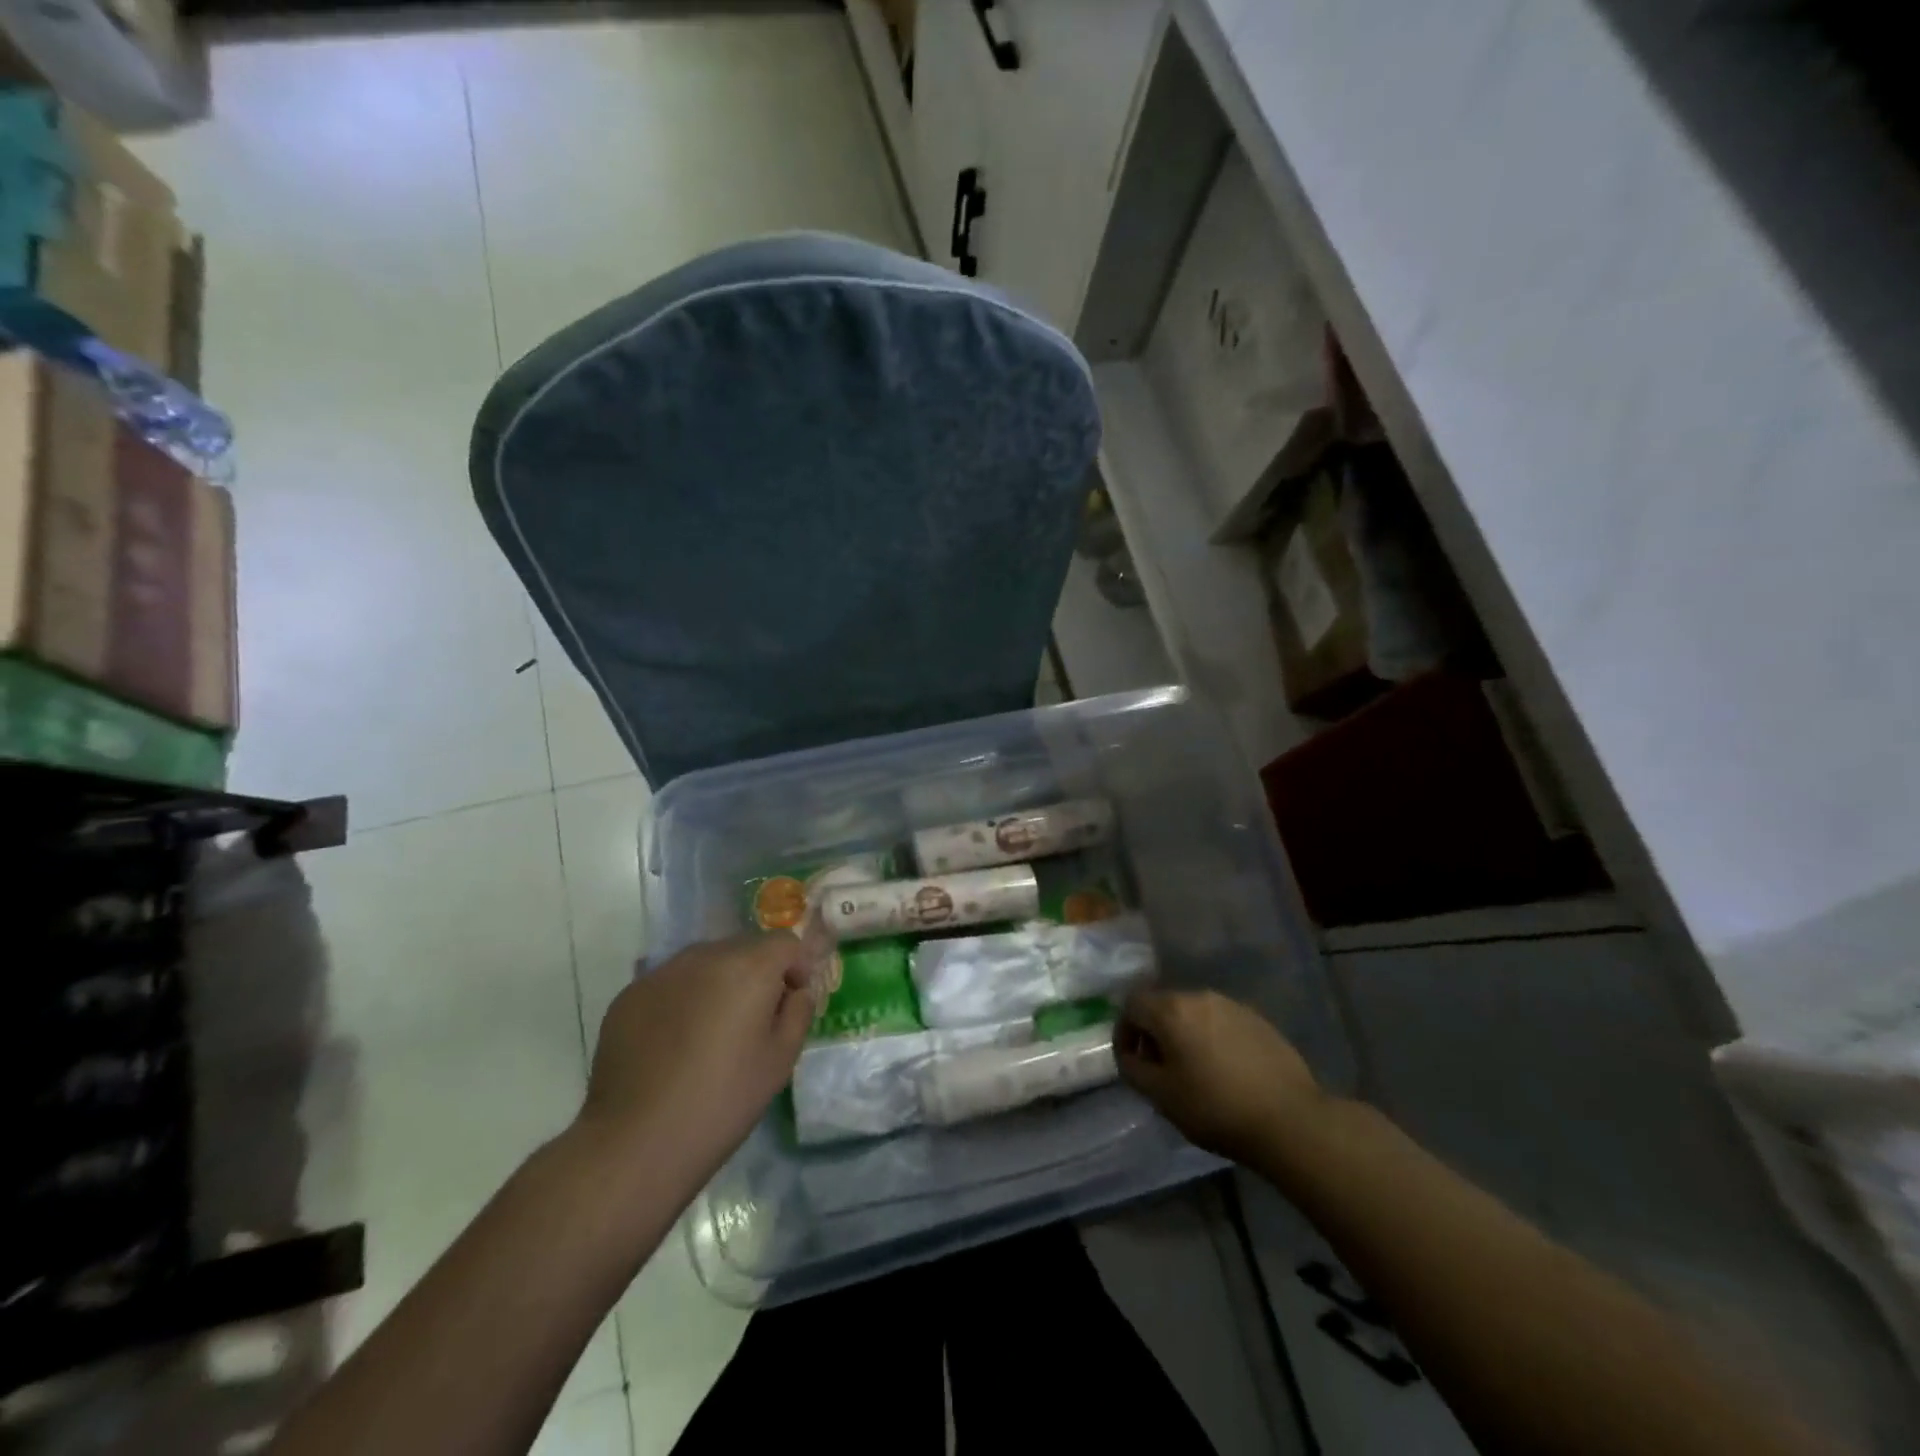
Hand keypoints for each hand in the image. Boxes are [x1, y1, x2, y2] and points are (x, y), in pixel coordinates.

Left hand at [575, 933, 820, 1185]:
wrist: (635, 1142)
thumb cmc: (722, 1101)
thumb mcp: (780, 1060)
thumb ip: (798, 1012)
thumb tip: (796, 991)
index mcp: (748, 967)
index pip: (784, 942)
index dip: (796, 967)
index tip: (790, 1002)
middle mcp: (704, 956)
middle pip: (743, 948)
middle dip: (756, 974)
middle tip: (752, 1021)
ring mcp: (661, 974)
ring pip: (704, 964)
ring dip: (717, 984)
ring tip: (710, 1033)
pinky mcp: (629, 996)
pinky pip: (669, 985)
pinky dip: (681, 1001)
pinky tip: (673, 1045)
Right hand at [1116, 988, 1326, 1165]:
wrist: (1289, 1120)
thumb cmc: (1215, 1108)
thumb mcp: (1161, 1096)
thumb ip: (1133, 1069)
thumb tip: (1129, 1055)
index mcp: (1172, 1010)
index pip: (1131, 1005)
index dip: (1124, 1031)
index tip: (1131, 1061)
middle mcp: (1200, 997)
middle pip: (1163, 1005)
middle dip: (1154, 1033)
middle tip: (1160, 1069)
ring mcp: (1233, 1006)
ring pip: (1194, 1013)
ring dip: (1184, 1035)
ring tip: (1193, 1070)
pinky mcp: (1258, 1020)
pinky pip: (1221, 1022)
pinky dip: (1212, 1039)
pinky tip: (1224, 1070)